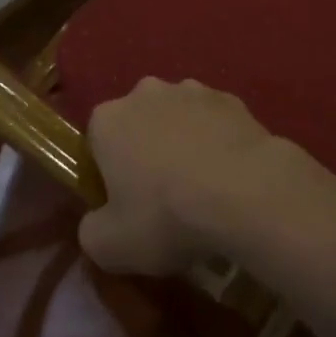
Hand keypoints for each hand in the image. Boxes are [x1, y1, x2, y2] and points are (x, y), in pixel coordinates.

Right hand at [78, 78, 286, 275]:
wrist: (244, 190)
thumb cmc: (166, 214)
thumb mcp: (110, 246)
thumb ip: (91, 232)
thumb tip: (97, 224)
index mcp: (109, 119)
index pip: (96, 143)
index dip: (106, 176)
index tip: (123, 206)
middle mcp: (146, 92)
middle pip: (138, 124)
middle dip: (145, 152)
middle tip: (161, 198)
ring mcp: (193, 90)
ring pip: (178, 119)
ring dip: (182, 143)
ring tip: (200, 188)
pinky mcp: (231, 98)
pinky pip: (214, 122)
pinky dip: (216, 142)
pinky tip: (228, 176)